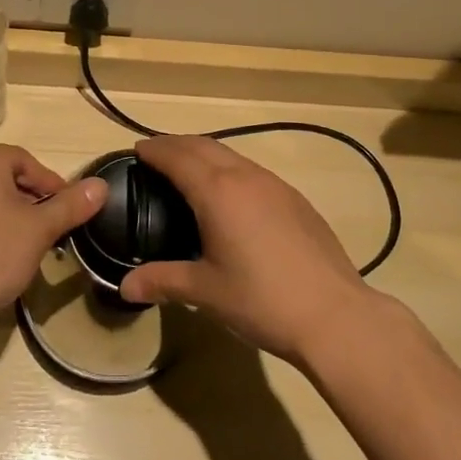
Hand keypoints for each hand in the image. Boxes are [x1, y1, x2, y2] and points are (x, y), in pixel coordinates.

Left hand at [0, 145, 106, 324]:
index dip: (52, 186)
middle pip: (6, 177)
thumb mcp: (40, 229)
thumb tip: (101, 186)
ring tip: (29, 244)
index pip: (27, 162)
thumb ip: (71, 205)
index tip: (69, 212)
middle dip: (32, 201)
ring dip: (12, 214)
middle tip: (52, 230)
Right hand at [119, 136, 381, 364]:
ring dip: (205, 154)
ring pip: (232, 156)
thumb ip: (164, 282)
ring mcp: (275, 185)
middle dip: (177, 145)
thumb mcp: (206, 292)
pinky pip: (252, 172)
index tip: (136, 148)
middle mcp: (245, 177)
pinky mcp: (295, 199)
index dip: (155, 150)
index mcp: (217, 191)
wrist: (335, 315)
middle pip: (204, 146)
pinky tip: (231, 196)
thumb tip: (125, 286)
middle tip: (156, 154)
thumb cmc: (262, 300)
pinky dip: (230, 170)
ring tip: (189, 170)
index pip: (177, 157)